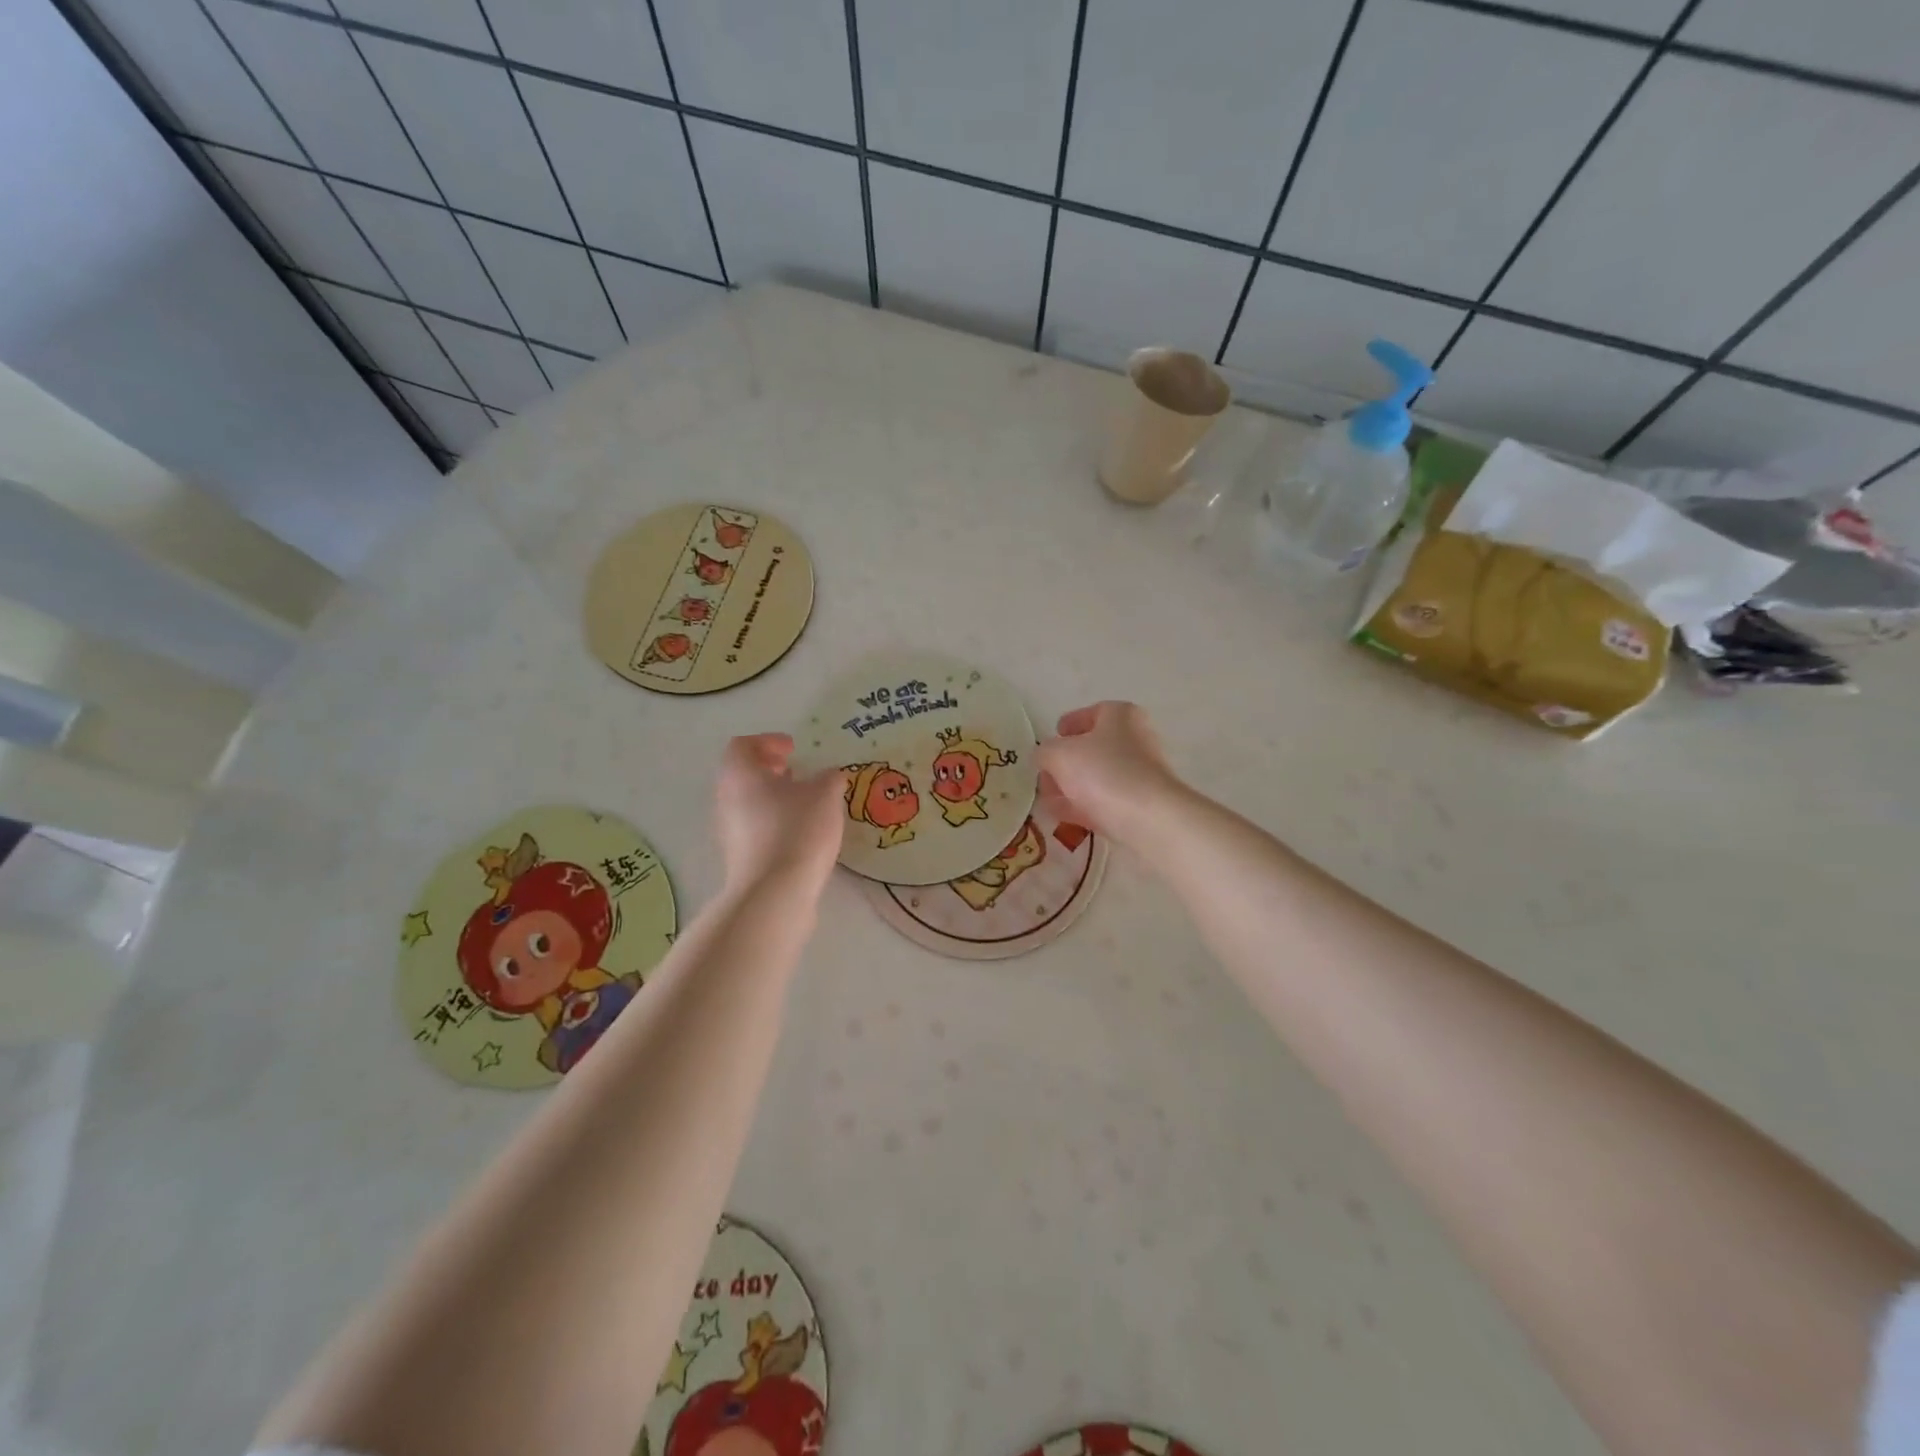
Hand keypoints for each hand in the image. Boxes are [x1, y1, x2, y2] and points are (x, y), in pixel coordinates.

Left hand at [714, 733, 844, 896]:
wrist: (774, 892)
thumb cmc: (797, 829)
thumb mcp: (825, 794)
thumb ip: (829, 778)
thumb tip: (828, 776)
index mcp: (740, 774)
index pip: (743, 745)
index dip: (768, 741)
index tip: (793, 748)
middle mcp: (726, 799)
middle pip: (742, 774)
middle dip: (770, 770)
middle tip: (797, 771)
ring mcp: (728, 830)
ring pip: (748, 802)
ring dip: (773, 797)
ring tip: (804, 803)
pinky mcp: (738, 857)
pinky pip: (754, 828)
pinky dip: (774, 821)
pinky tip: (800, 832)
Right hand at [1035, 702, 1183, 849]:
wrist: (1148, 818)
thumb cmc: (1103, 772)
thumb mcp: (1059, 755)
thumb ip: (1045, 751)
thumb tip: (1044, 756)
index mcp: (1120, 715)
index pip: (1089, 714)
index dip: (1066, 727)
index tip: (1049, 743)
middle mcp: (1135, 739)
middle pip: (1092, 748)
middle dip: (1064, 764)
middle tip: (1045, 778)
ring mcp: (1141, 773)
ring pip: (1098, 776)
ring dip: (1072, 787)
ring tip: (1049, 801)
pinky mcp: (1142, 803)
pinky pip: (1107, 800)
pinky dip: (1086, 806)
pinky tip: (1065, 817)